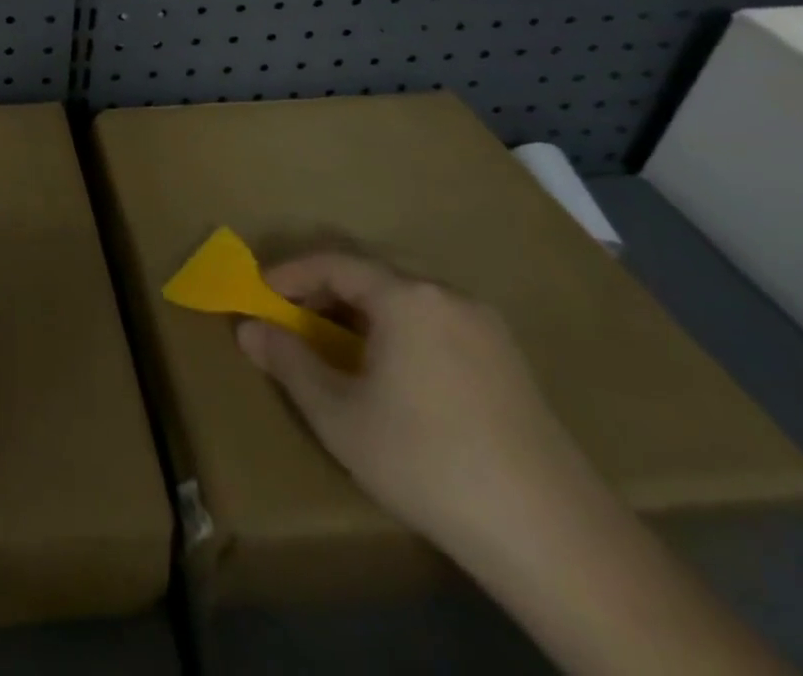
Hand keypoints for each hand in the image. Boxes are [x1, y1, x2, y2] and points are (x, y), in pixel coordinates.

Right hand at [236, 252, 792, 675]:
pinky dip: (398, 332)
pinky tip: (392, 374)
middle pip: (371, 275)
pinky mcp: (511, 364)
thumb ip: (287, 362)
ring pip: (406, 300)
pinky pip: (436, 324)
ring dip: (361, 314)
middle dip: (324, 292)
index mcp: (406, 297)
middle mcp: (448, 296)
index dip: (288, 274)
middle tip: (291, 321)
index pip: (333, 262)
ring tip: (336, 348)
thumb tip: (247, 328)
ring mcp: (487, 329)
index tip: (258, 294)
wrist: (555, 539)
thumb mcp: (338, 414)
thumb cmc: (426, 460)